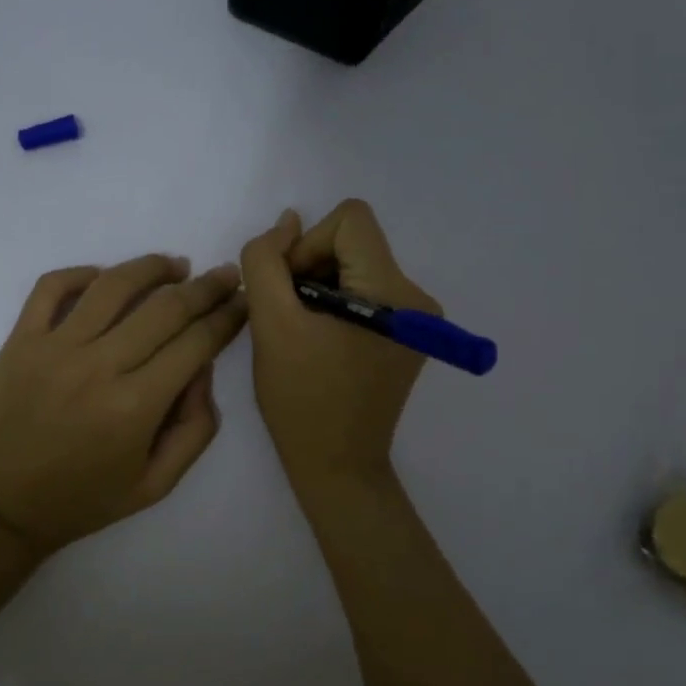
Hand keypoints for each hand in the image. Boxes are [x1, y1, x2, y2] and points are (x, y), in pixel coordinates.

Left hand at [0, 254, 247, 558]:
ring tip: (176, 265)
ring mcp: (54, 348)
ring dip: (152, 267)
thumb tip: (203, 370)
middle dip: (206, 287)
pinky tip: (104, 277)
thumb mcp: (154, 486)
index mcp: (136, 406)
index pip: (196, 343)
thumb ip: (194, 430)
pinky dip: (82, 272)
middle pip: (165, 307)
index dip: (228, 317)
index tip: (244, 302)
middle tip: (226, 275)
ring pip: (113, 285)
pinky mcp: (20, 340)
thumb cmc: (79, 502)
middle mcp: (99, 366)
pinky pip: (52, 287)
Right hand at [240, 200, 439, 490]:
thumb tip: (288, 221)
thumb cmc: (301, 399)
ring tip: (304, 334)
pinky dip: (336, 305)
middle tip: (291, 317)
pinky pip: (366, 293)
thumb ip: (267, 261)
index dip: (308, 245)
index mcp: (393, 291)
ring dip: (321, 288)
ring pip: (357, 267)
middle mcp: (417, 298)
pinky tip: (322, 343)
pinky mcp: (409, 336)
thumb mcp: (270, 324)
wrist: (338, 466)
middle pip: (354, 243)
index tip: (291, 291)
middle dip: (313, 269)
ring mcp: (418, 319)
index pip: (350, 219)